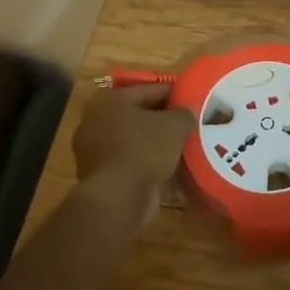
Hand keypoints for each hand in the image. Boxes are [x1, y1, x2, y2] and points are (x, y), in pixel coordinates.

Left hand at [72, 83, 193, 228]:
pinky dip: (148, 166)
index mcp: (110, 99)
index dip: (175, 95)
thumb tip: (188, 113)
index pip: (151, 90)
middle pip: (140, 116)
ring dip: (156, 145)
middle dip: (163, 121)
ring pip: (135, 141)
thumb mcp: (174, 125)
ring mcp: (95, 151)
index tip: (194, 101)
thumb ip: (184, 114)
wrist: (117, 199)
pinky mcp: (101, 177)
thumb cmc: (143, 149)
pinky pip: (131, 163)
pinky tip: (171, 170)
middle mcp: (96, 121)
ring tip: (184, 148)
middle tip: (190, 125)